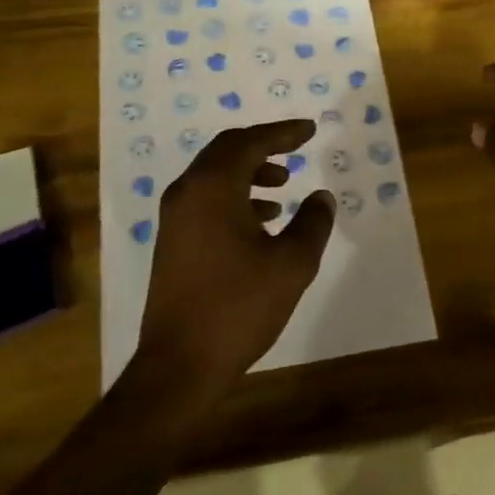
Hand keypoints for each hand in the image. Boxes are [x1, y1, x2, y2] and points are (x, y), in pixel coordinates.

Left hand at [136, 120, 336, 396]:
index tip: (309, 129)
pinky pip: (206, 200)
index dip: (282, 132)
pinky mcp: (172, 241)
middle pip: (227, 151)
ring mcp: (174, 218)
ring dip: (250, 173)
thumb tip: (321, 197)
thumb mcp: (291, 265)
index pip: (250, 142)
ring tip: (284, 186)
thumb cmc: (238, 307)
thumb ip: (312, 223)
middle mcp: (187, 192)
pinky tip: (262, 222)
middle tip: (296, 149)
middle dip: (264, 147)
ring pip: (215, 176)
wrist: (179, 365)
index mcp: (213, 188)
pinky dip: (235, 197)